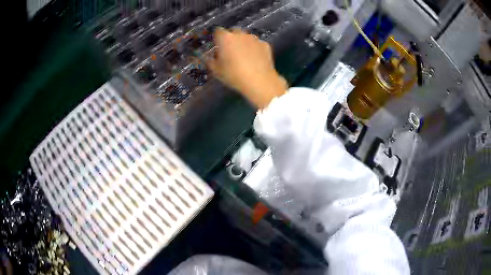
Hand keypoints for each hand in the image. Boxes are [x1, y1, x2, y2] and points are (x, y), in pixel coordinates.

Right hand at [207, 28, 287, 108]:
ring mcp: (254, 38)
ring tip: (244, 56)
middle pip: (233, 32)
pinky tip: (255, 59)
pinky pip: (256, 44)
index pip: (218, 31)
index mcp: (225, 38)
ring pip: (246, 37)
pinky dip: (254, 49)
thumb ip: (209, 61)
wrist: (260, 81)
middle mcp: (240, 34)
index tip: (217, 46)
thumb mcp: (216, 71)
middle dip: (231, 39)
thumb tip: (207, 57)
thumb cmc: (234, 75)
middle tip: (230, 52)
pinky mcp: (265, 44)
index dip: (217, 38)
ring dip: (243, 43)